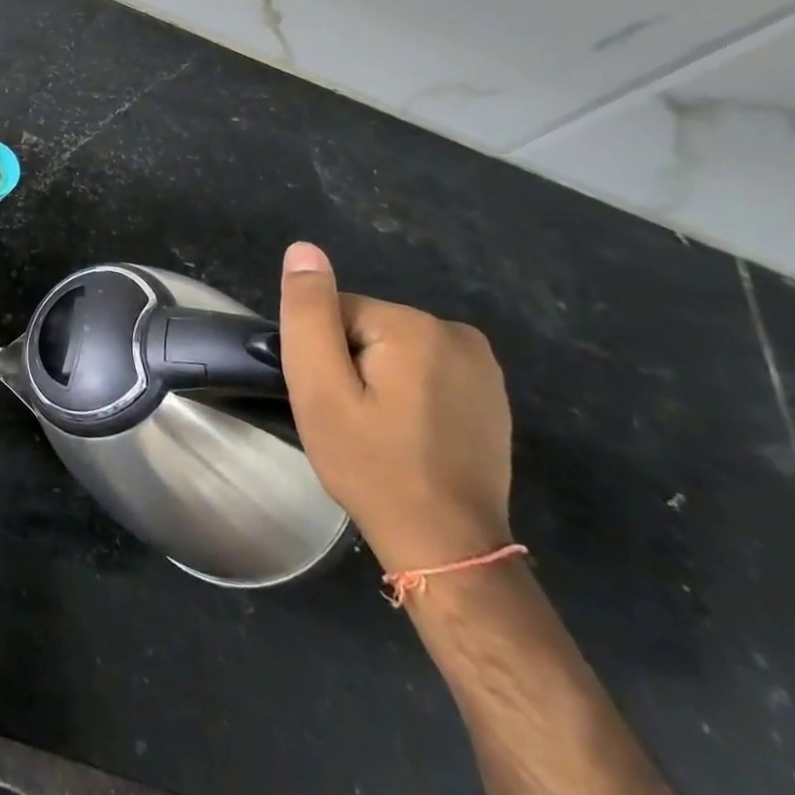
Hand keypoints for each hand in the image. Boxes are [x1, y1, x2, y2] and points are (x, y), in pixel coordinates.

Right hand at [278, 242, 512, 572]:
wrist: (447, 545)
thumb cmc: (372, 464)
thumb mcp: (320, 387)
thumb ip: (309, 313)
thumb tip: (304, 249)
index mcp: (411, 325)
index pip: (334, 313)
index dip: (321, 356)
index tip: (331, 401)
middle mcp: (454, 331)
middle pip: (366, 328)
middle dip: (350, 365)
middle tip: (351, 419)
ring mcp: (481, 363)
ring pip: (393, 348)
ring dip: (377, 379)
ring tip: (379, 430)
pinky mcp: (490, 392)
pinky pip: (425, 369)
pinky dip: (408, 392)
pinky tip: (411, 433)